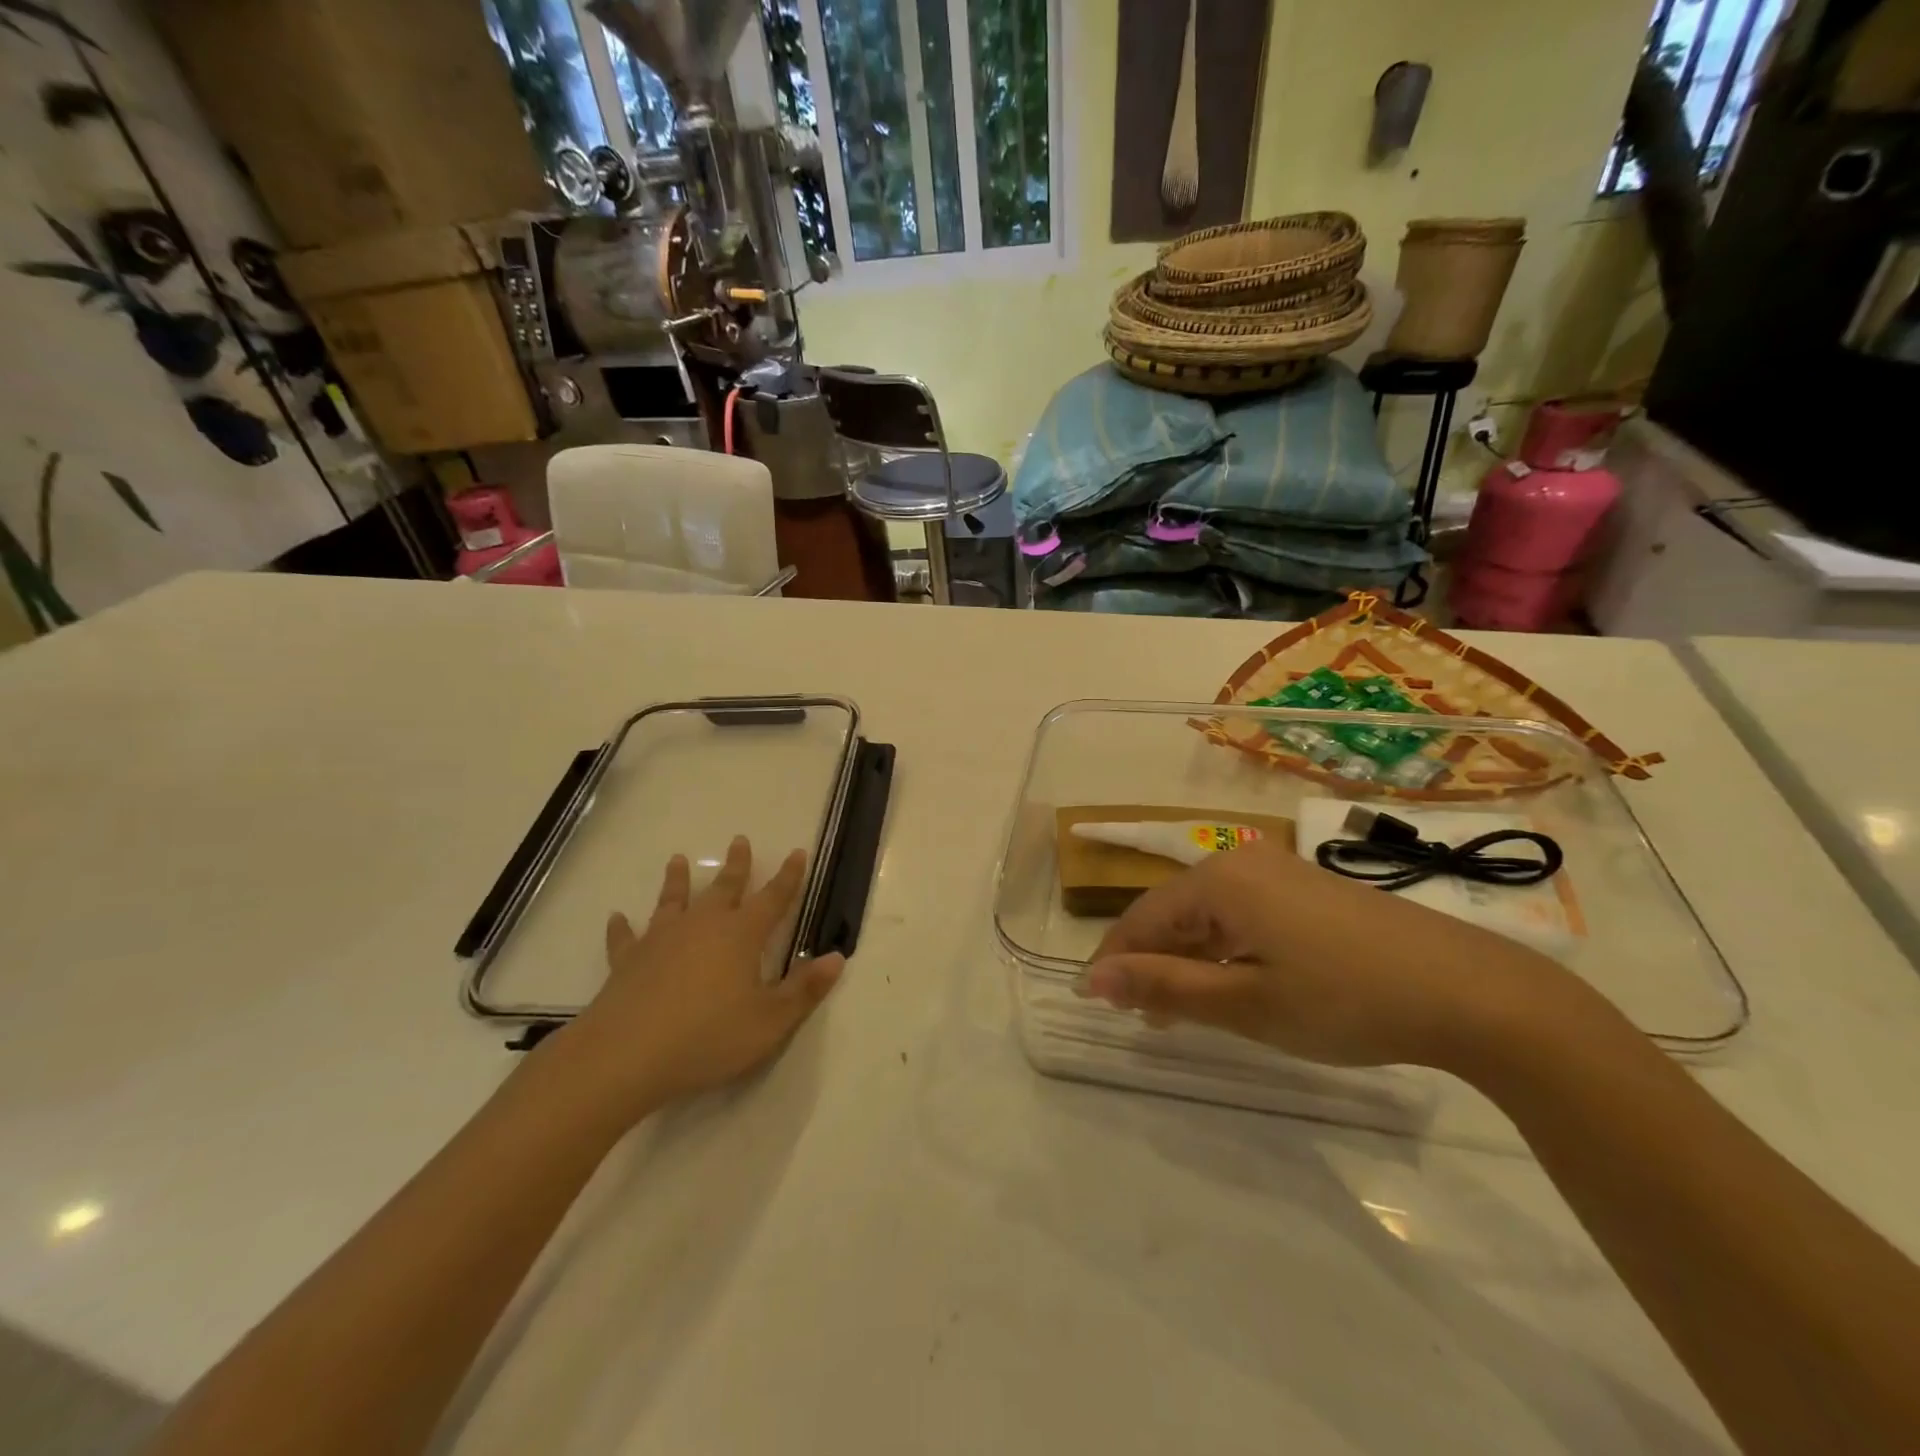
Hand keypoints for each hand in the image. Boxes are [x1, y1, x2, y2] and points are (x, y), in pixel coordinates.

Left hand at [546, 836, 843, 1123]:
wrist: (626, 1055)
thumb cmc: (708, 1037)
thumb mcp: (770, 1021)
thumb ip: (804, 989)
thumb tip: (837, 957)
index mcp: (741, 935)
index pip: (773, 898)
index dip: (788, 877)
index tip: (796, 852)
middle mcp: (703, 926)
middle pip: (724, 888)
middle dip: (736, 865)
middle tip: (740, 840)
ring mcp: (661, 940)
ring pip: (673, 901)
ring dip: (677, 881)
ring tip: (677, 860)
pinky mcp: (628, 961)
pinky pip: (626, 938)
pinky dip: (622, 927)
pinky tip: (617, 917)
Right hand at [1077, 839, 1592, 1070]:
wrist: (1471, 992)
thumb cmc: (1345, 999)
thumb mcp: (1246, 1003)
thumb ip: (1164, 988)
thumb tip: (1093, 979)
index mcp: (1217, 880)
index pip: (1142, 919)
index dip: (1114, 962)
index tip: (1093, 1004)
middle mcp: (1241, 862)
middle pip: (1173, 912)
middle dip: (1152, 963)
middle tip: (1143, 1019)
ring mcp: (1278, 871)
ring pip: (1208, 915)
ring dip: (1189, 960)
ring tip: (1184, 1011)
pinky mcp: (1308, 889)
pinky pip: (1243, 914)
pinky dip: (1226, 950)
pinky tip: (1236, 983)